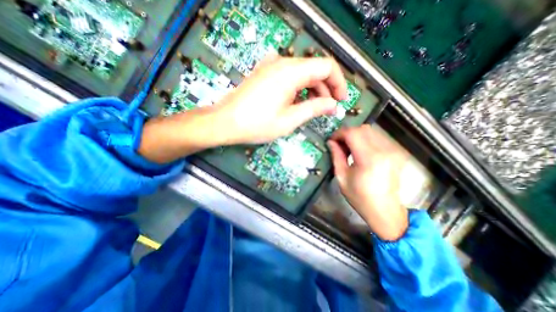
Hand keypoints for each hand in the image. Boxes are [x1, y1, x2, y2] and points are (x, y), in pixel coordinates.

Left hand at [214, 54, 346, 144]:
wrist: (225, 122)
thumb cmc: (257, 124)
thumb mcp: (290, 119)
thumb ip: (314, 109)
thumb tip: (333, 105)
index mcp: (291, 72)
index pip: (326, 67)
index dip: (338, 83)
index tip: (341, 100)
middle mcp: (282, 63)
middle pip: (314, 69)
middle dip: (326, 88)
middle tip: (328, 108)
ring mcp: (271, 66)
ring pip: (302, 72)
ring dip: (312, 88)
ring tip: (314, 107)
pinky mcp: (264, 73)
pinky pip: (289, 76)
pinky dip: (299, 87)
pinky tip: (297, 101)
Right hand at [327, 124, 409, 241]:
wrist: (385, 210)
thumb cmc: (360, 197)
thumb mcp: (342, 177)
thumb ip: (336, 156)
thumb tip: (331, 142)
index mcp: (369, 159)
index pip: (352, 133)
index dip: (339, 133)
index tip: (332, 140)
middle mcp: (384, 151)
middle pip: (363, 129)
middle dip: (347, 133)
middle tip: (339, 144)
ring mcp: (393, 151)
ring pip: (371, 131)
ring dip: (356, 135)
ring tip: (349, 148)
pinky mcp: (396, 152)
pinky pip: (378, 138)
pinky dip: (366, 139)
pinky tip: (360, 150)